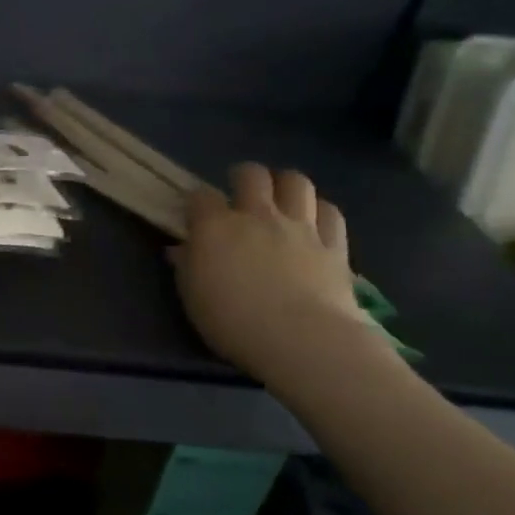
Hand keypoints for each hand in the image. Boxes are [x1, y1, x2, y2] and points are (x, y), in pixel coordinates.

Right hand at [172, 162, 374, 383]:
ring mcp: (299, 226)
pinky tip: (314, 223)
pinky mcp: (334, 244)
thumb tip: (180, 249)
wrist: (301, 340)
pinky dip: (320, 212)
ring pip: (296, 182)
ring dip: (285, 185)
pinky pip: (329, 212)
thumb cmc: (233, 322)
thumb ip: (186, 266)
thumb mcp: (193, 297)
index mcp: (216, 227)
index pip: (200, 196)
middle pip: (251, 174)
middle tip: (241, 195)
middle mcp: (258, 215)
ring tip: (281, 200)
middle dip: (243, 178)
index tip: (195, 216)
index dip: (197, 202)